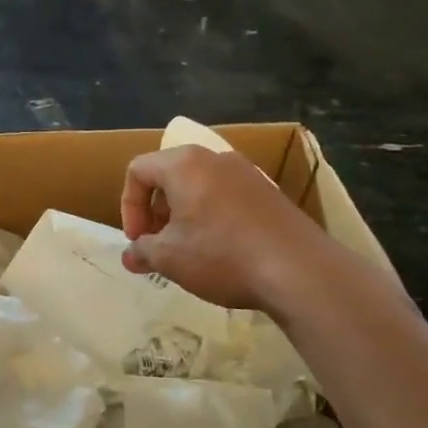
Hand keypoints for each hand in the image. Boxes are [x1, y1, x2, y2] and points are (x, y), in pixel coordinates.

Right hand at [118, 145, 331, 310]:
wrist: (299, 269)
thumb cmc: (221, 255)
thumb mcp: (170, 258)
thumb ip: (142, 251)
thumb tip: (130, 255)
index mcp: (184, 164)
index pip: (138, 170)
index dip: (129, 206)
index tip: (138, 239)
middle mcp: (214, 158)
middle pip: (169, 175)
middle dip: (156, 211)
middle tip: (159, 245)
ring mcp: (246, 173)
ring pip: (199, 186)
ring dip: (184, 215)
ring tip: (189, 251)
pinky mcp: (269, 192)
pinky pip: (226, 196)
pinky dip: (212, 217)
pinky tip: (222, 251)